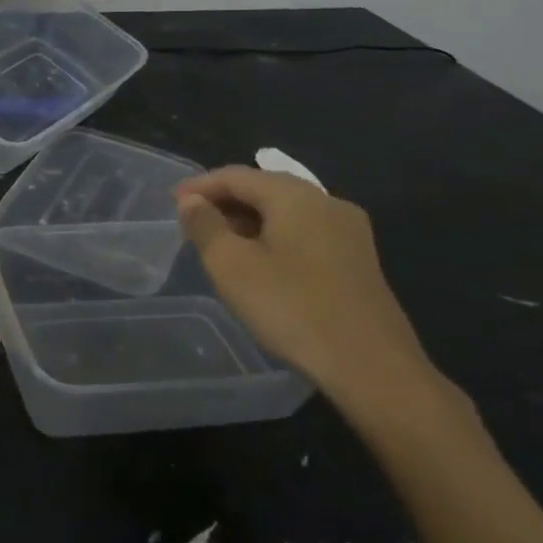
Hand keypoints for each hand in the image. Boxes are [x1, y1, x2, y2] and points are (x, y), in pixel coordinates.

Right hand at [175, 167, 442, 416]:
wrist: (371, 366)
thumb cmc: (291, 308)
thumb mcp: (231, 266)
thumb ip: (205, 225)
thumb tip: (191, 200)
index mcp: (296, 196)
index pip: (237, 175)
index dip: (199, 185)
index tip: (171, 202)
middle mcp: (327, 202)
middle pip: (265, 188)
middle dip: (224, 200)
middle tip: (191, 221)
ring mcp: (348, 232)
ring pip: (286, 211)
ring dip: (248, 219)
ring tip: (218, 242)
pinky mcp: (357, 260)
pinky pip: (304, 232)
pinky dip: (273, 235)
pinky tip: (258, 261)